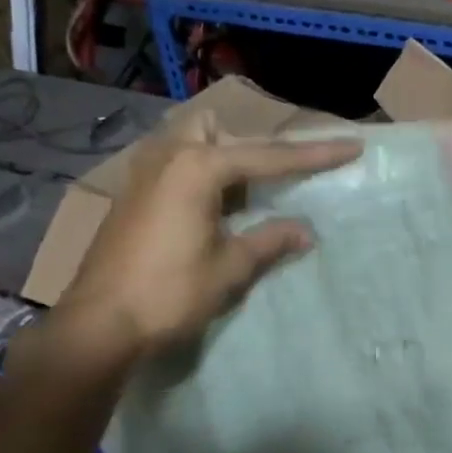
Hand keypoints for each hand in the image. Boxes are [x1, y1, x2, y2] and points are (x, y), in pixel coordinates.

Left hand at [47, 110, 360, 362]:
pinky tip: (205, 217)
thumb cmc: (170, 292)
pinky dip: (196, 180)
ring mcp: (142, 174)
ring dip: (217, 163)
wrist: (100, 322)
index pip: (269, 157)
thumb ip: (270, 241)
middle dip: (245, 148)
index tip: (351, 147)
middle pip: (214, 130)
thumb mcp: (230, 268)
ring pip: (187, 145)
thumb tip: (305, 231)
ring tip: (237, 203)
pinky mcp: (129, 196)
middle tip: (264, 186)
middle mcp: (167, 156)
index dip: (314, 155)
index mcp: (197, 167)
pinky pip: (171, 168)